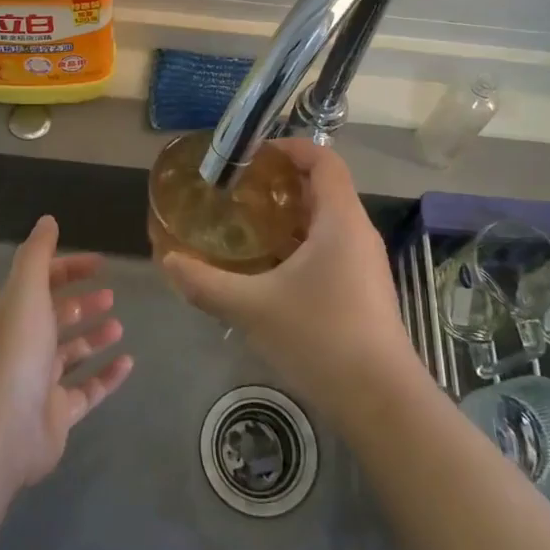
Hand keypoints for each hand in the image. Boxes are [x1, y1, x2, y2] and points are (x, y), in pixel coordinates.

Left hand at [0, 215, 133, 488]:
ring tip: (120, 326)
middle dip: (82, 304)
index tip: (101, 264)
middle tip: (111, 296)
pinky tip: (128, 363)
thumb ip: (37, 254)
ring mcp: (41, 381)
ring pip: (71, 354)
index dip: (69, 269)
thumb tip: (48, 220)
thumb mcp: (26, 289)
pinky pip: (87, 390)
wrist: (3, 426)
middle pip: (56, 317)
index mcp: (15, 313)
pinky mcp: (58, 413)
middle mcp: (25, 344)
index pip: (42, 282)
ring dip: (94, 337)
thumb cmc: (17, 349)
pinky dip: (107, 376)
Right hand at [162, 140, 419, 426]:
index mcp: (340, 220)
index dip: (290, 147)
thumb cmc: (320, 338)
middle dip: (281, 182)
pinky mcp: (363, 291)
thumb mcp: (252, 308)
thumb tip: (169, 261)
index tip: (252, 154)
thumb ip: (205, 283)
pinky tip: (269, 269)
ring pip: (327, 222)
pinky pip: (330, 249)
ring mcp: (364, 264)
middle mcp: (357, 233)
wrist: (381, 402)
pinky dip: (300, 245)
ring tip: (247, 225)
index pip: (324, 160)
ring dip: (289, 216)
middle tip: (238, 190)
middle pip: (323, 188)